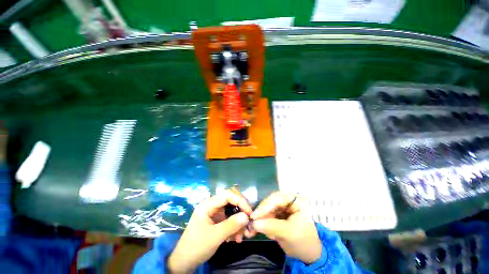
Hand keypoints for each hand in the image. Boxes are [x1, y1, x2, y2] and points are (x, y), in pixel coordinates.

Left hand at [168, 190, 251, 272]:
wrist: (184, 262)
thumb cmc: (196, 247)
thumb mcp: (215, 236)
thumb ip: (231, 225)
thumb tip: (247, 216)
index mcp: (207, 205)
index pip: (227, 195)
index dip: (239, 200)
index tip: (249, 211)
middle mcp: (211, 206)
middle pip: (230, 201)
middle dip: (240, 211)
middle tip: (247, 222)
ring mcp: (214, 213)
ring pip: (231, 211)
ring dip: (238, 222)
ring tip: (240, 237)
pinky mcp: (216, 221)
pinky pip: (229, 219)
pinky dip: (234, 227)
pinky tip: (235, 238)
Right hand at [249, 192, 321, 264]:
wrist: (309, 254)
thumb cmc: (303, 242)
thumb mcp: (288, 234)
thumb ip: (271, 226)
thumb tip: (253, 223)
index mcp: (296, 200)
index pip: (277, 198)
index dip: (264, 206)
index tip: (254, 216)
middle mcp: (289, 200)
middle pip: (271, 202)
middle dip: (262, 213)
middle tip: (252, 222)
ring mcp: (284, 207)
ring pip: (268, 208)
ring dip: (261, 218)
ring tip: (255, 228)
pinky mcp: (280, 214)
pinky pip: (269, 215)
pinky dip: (264, 222)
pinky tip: (262, 229)